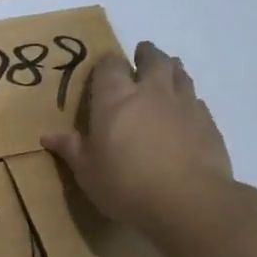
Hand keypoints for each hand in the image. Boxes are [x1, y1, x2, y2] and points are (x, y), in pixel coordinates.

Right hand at [42, 43, 236, 230]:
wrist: (189, 202)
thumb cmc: (126, 184)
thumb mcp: (88, 172)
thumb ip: (71, 149)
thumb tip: (48, 136)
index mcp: (115, 98)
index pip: (110, 65)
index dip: (107, 63)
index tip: (105, 69)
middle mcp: (150, 92)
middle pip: (152, 59)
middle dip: (146, 55)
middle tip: (141, 57)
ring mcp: (183, 104)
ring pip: (179, 73)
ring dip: (171, 69)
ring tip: (166, 73)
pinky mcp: (208, 123)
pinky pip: (197, 100)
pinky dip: (189, 99)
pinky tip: (185, 112)